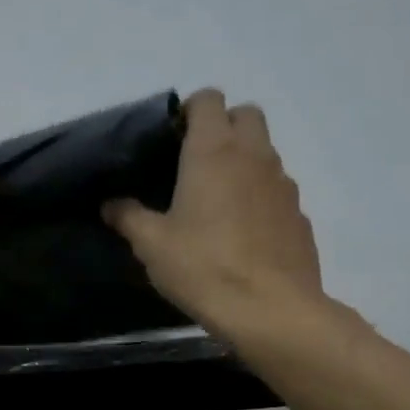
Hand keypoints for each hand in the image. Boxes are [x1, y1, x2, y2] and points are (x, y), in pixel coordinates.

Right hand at [104, 89, 323, 339]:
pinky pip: (277, 191)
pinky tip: (243, 233)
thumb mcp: (152, 245)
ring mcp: (283, 184)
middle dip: (223, 126)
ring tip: (217, 202)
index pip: (208, 99)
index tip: (172, 139)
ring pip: (265, 152)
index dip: (190, 111)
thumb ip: (128, 217)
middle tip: (196, 163)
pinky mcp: (299, 214)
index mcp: (213, 151)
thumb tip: (110, 204)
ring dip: (243, 162)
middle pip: (246, 114)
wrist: (270, 310)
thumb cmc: (203, 267)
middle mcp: (254, 155)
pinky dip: (260, 197)